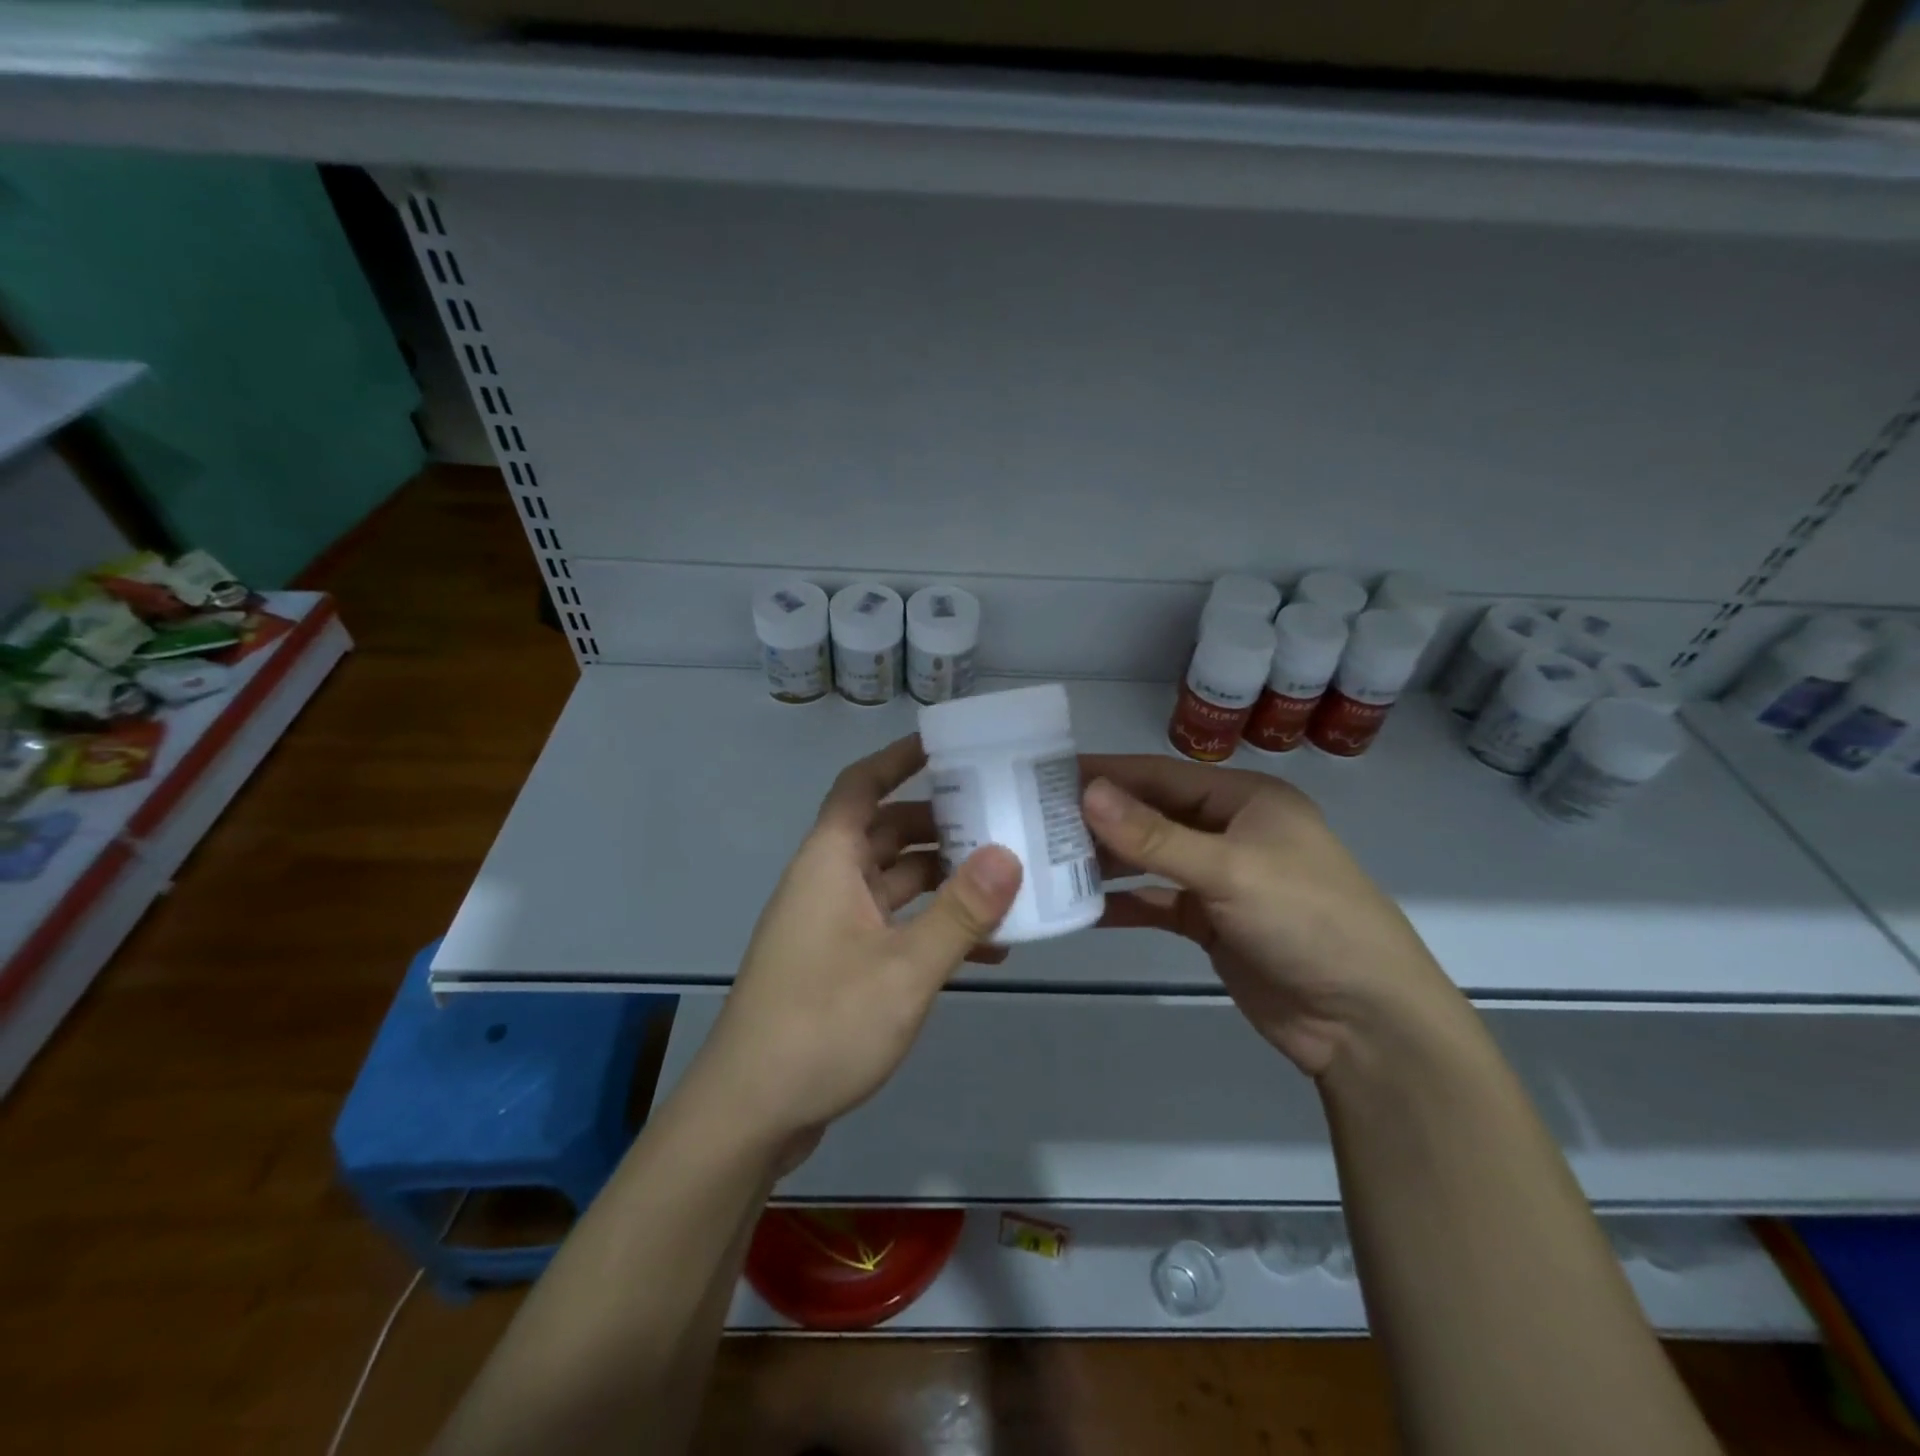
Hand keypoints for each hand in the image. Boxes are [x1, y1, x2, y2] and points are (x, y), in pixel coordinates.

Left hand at [690, 736, 1022, 1156]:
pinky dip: (930, 926)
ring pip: (894, 880)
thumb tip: (1009, 853)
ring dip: (943, 879)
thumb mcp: (904, 968)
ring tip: (1006, 879)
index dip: (898, 758)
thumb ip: (960, 912)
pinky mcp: (839, 963)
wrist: (751, 1113)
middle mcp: (827, 882)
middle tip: (1000, 815)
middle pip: (886, 831)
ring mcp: (831, 925)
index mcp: (830, 862)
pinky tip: (984, 949)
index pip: (861, 785)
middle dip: (940, 820)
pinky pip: (892, 924)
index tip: (948, 744)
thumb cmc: (823, 1025)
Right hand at [1080, 755, 1461, 1077]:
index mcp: (1246, 799)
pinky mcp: (1212, 922)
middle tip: (1034, 821)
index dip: (1107, 773)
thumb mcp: (1230, 870)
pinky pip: (1157, 903)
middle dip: (1099, 818)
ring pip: (1151, 859)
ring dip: (1107, 861)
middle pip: (1152, 815)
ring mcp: (1221, 879)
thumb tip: (1087, 792)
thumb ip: (1154, 836)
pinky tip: (1081, 907)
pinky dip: (1124, 903)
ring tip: (1047, 860)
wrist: (1365, 1021)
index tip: (1047, 773)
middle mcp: (1231, 830)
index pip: (1161, 775)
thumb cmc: (1307, 920)